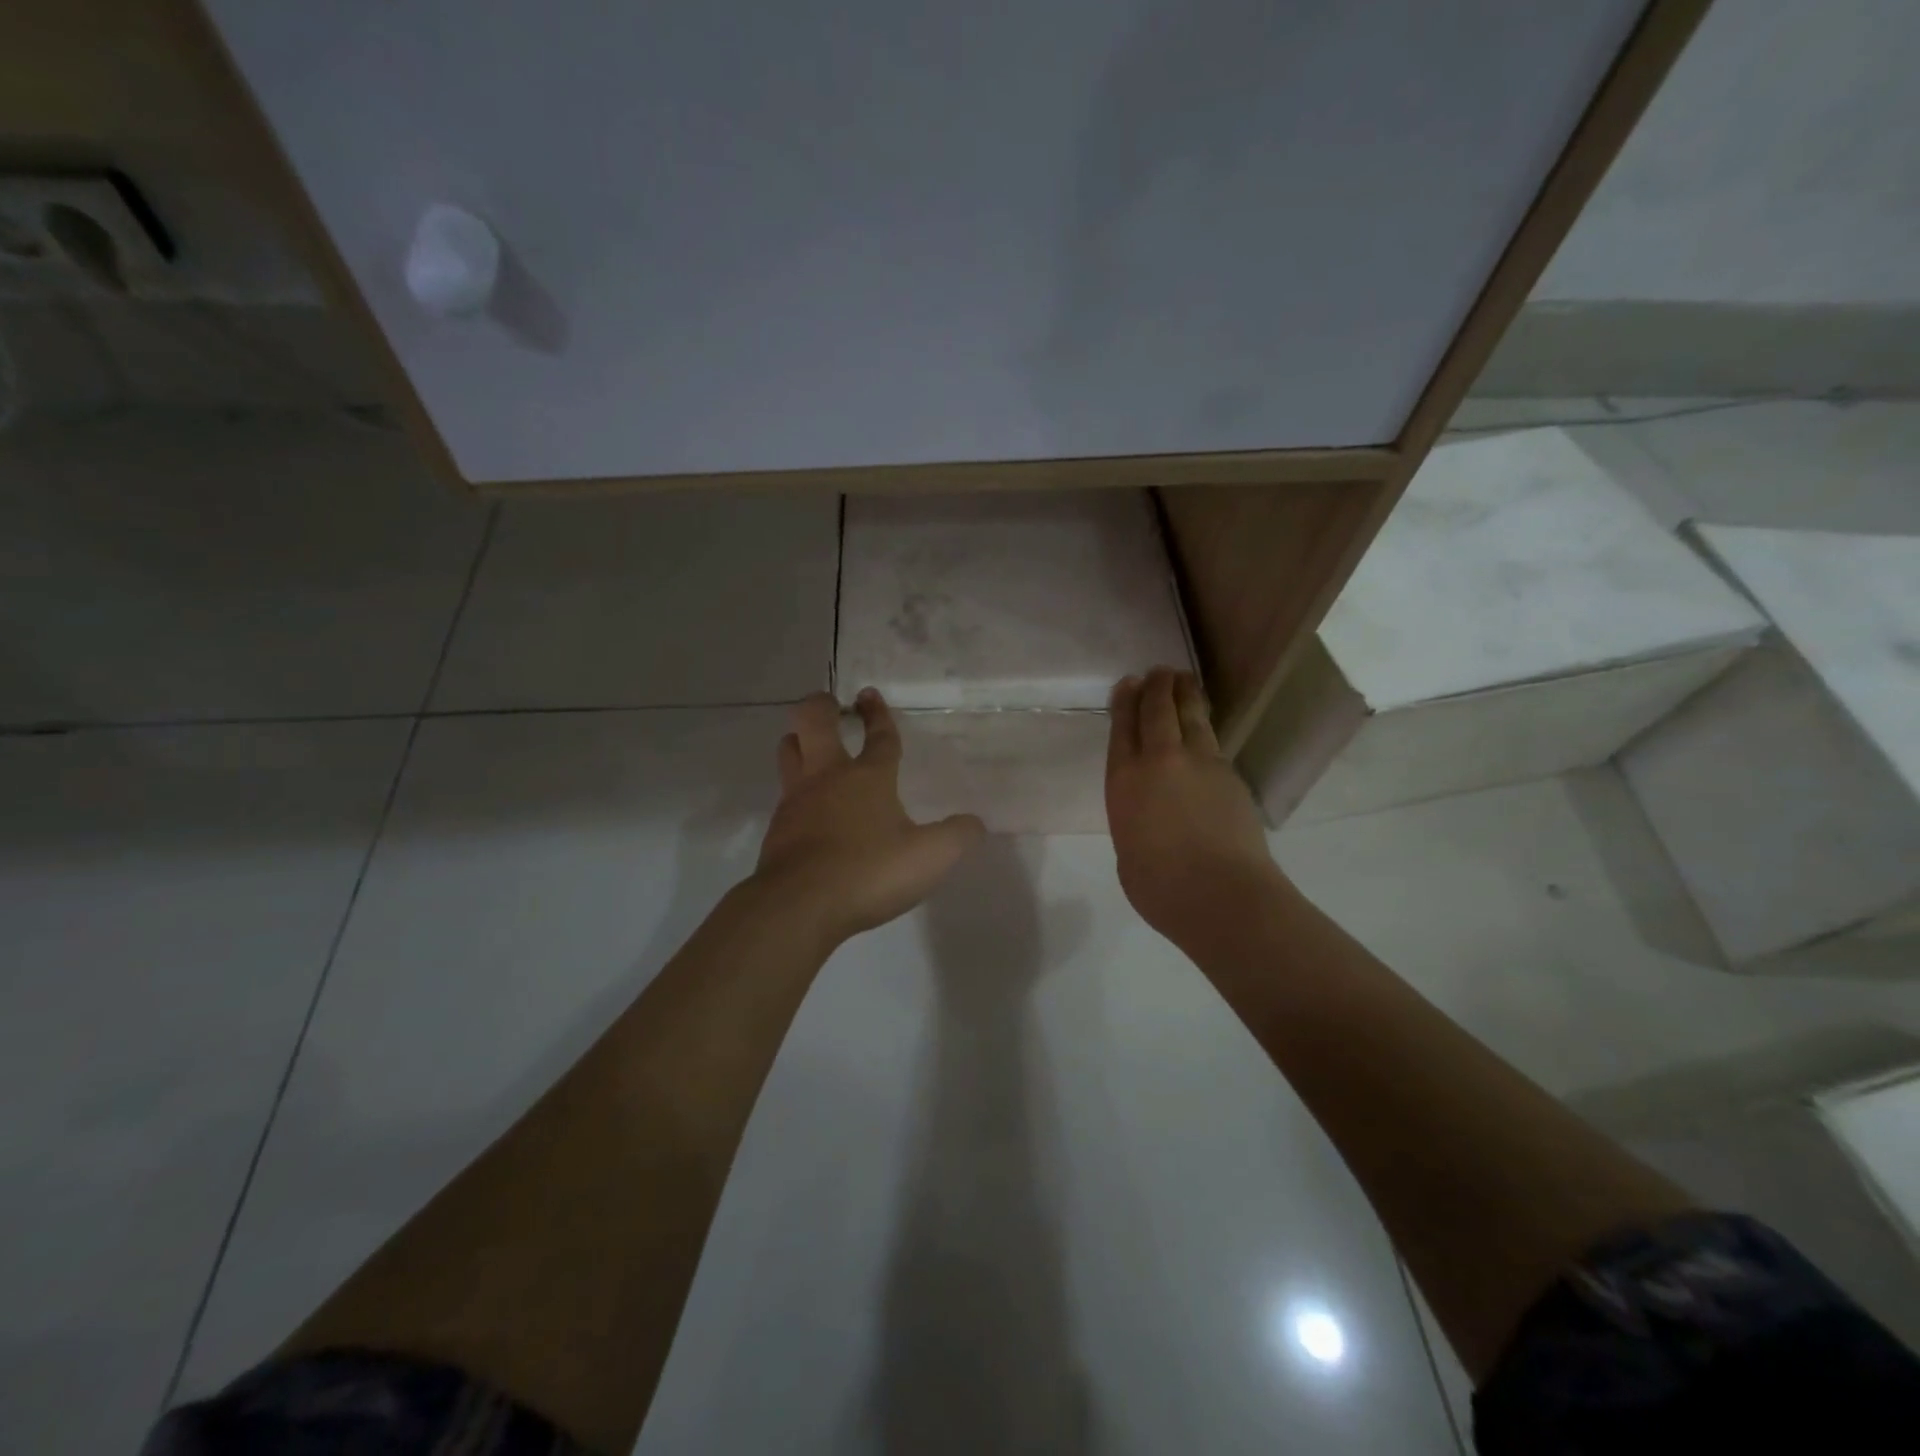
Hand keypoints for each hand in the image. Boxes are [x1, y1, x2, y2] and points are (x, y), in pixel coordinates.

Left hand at [753, 689, 984, 946]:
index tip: (870, 694)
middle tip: (831, 705)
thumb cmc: (869, 872)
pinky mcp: (778, 828)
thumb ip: (957, 837)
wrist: (798, 906)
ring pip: (789, 751)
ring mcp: (797, 800)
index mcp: (868, 777)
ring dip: (799, 740)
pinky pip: (784, 794)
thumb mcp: (930, 858)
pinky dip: (796, 789)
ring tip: (811, 744)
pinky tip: (809, 807)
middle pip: (813, 722)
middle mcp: (828, 777)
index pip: (879, 736)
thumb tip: (974, 823)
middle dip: (821, 705)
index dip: (879, 714)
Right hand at [1106, 668, 1284, 949]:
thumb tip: (1151, 814)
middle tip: (1158, 672)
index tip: (1128, 683)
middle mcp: (1160, 760)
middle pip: (1158, 710)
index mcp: (1124, 780)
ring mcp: (1200, 763)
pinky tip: (1203, 726)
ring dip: (1185, 694)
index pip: (1123, 728)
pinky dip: (1204, 725)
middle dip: (1156, 687)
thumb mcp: (1128, 851)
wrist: (1222, 896)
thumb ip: (1134, 821)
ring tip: (1182, 678)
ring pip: (1191, 716)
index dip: (1124, 702)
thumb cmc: (1160, 887)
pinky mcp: (1231, 775)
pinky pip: (1212, 740)